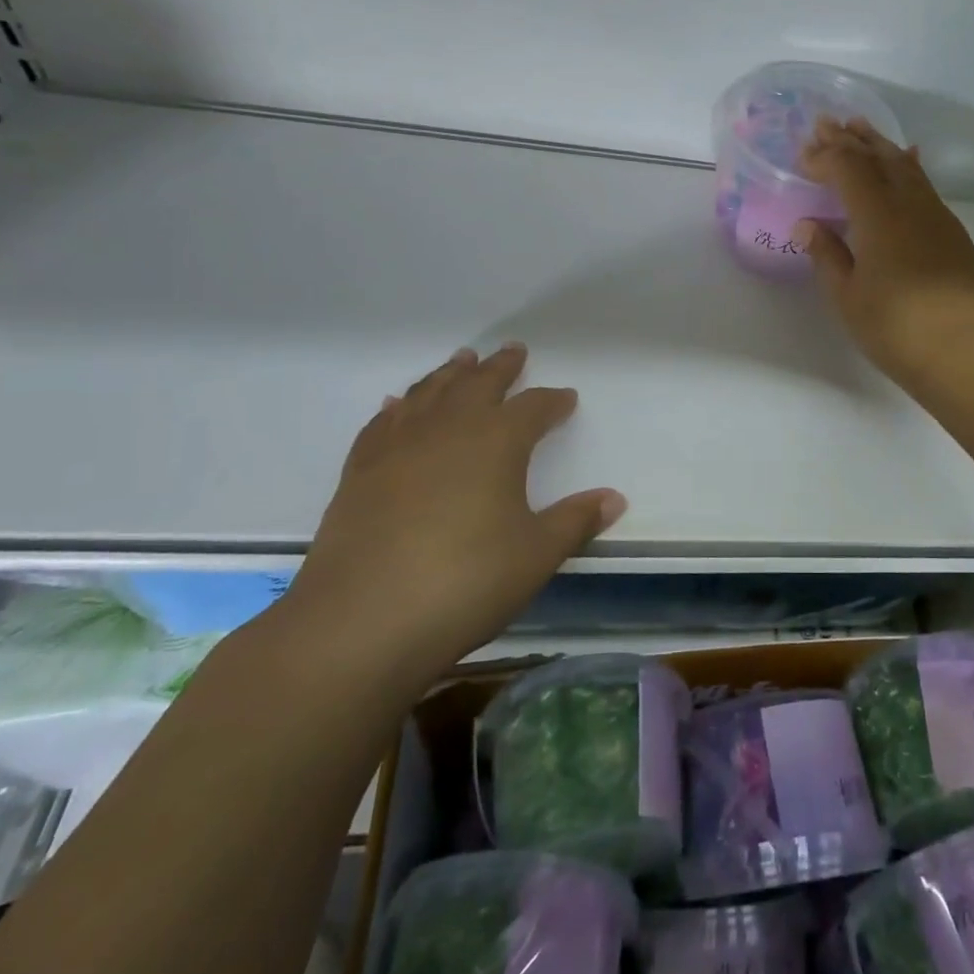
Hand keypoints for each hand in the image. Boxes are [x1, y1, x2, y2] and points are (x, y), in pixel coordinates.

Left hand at [282, 343, 623, 685]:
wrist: (360, 622)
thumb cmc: (465, 583)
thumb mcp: (536, 555)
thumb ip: (575, 521)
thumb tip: (614, 498)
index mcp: (497, 442)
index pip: (533, 408)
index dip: (553, 401)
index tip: (566, 398)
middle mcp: (448, 430)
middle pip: (478, 384)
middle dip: (500, 367)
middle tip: (513, 350)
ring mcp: (398, 447)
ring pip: (429, 394)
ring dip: (449, 374)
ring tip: (462, 360)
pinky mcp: (359, 472)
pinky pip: (383, 423)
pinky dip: (398, 407)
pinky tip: (398, 405)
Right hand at [795, 117, 973, 384]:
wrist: (963, 349)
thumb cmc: (894, 327)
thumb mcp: (847, 296)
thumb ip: (827, 255)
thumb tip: (808, 225)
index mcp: (877, 215)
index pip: (847, 169)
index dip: (823, 157)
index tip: (802, 155)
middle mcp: (909, 203)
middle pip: (877, 157)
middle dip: (849, 139)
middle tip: (826, 122)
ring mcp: (936, 214)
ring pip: (905, 165)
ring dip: (879, 144)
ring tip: (861, 128)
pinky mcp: (952, 230)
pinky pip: (924, 184)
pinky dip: (907, 165)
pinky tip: (907, 159)